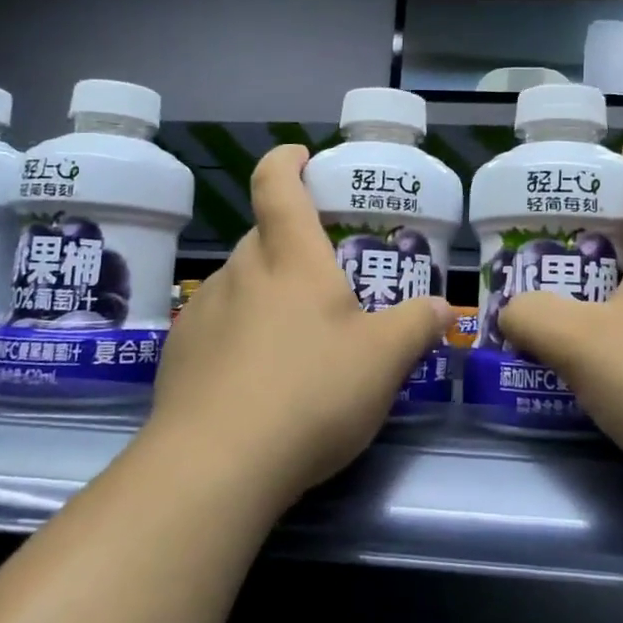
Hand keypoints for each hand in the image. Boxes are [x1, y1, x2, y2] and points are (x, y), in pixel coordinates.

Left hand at [148, 144, 451, 506]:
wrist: (215, 466)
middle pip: (262, 236)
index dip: (287, 161)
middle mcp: (241, 273)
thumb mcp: (384, 361)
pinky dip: (240, 334)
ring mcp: (203, 312)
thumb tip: (443, 308)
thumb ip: (417, 326)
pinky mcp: (179, 355)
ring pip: (240, 283)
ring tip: (296, 338)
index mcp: (291, 259)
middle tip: (325, 277)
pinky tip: (258, 379)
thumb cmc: (310, 394)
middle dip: (290, 243)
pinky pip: (217, 326)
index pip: (278, 185)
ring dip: (266, 292)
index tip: (300, 156)